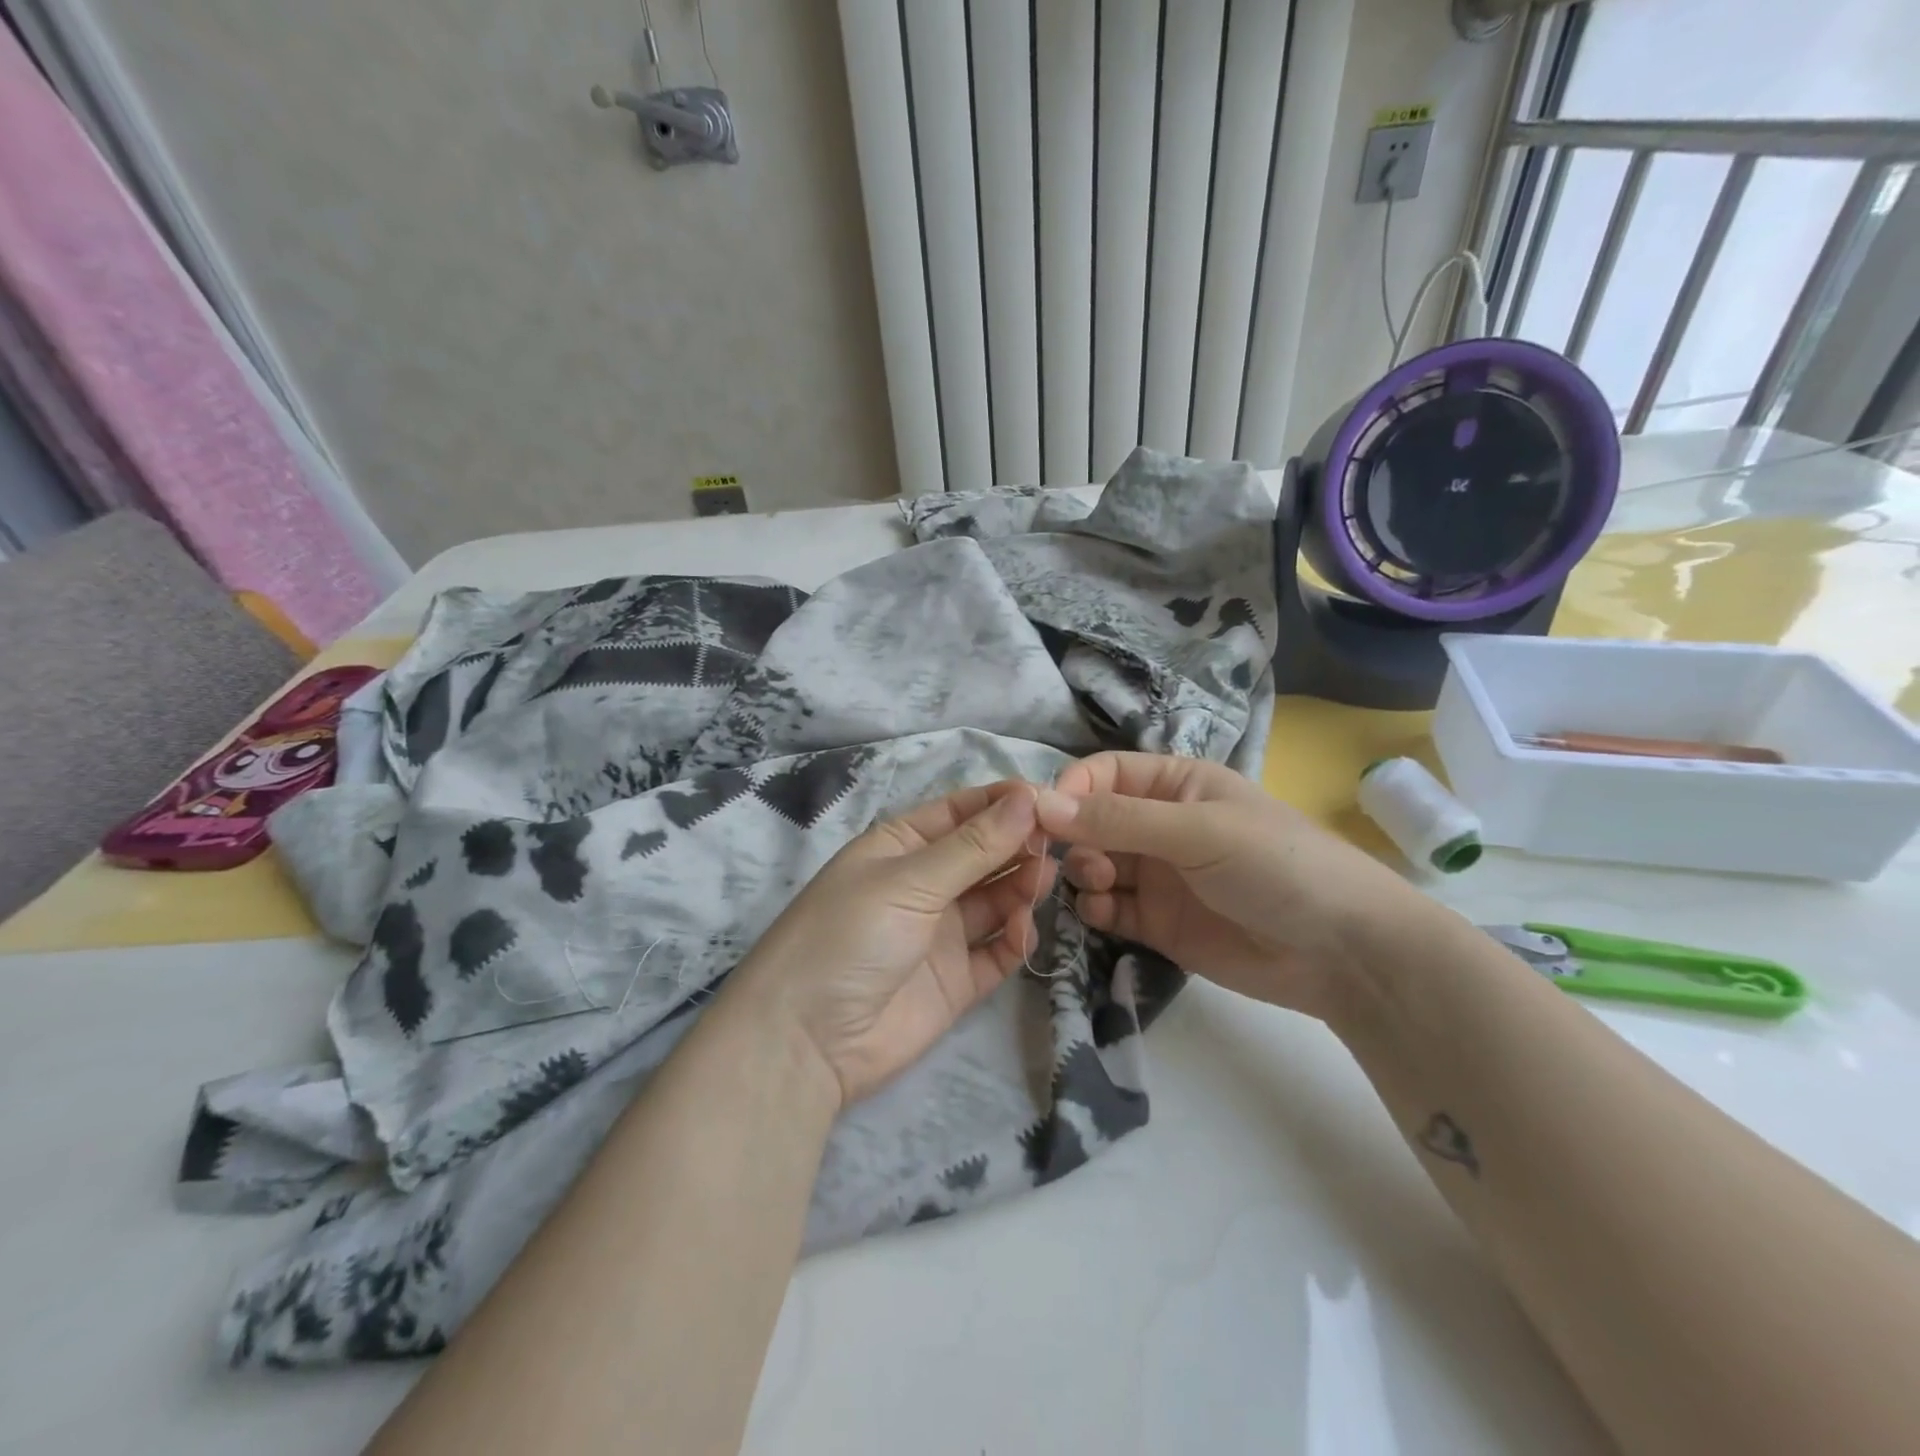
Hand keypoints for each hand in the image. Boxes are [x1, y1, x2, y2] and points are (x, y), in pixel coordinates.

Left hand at [726, 782, 1054, 1107]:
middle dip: (1019, 844)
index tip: (1050, 799)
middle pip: (984, 854)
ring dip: (1021, 887)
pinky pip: (997, 950)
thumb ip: (973, 846)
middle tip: (1059, 843)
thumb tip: (1028, 798)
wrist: (806, 1041)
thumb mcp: (909, 881)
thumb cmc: (848, 936)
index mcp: (901, 845)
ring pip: (996, 899)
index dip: (1003, 803)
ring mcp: (941, 933)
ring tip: (1043, 881)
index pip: (961, 811)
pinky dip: (1015, 939)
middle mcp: (924, 883)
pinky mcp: (957, 980)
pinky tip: (1023, 932)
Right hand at [1037, 753, 1416, 1022]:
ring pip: (1095, 865)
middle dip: (1074, 837)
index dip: (1072, 790)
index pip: (1105, 774)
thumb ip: (1118, 819)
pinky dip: (1095, 910)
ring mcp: (1158, 876)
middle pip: (1092, 822)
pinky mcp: (1158, 923)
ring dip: (1082, 873)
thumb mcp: (1197, 830)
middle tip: (1079, 863)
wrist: (1343, 952)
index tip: (1045, 818)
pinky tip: (1101, 914)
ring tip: (1096, 887)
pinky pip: (1109, 909)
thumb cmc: (1275, 865)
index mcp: (1175, 785)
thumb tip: (1040, 803)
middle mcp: (1160, 826)